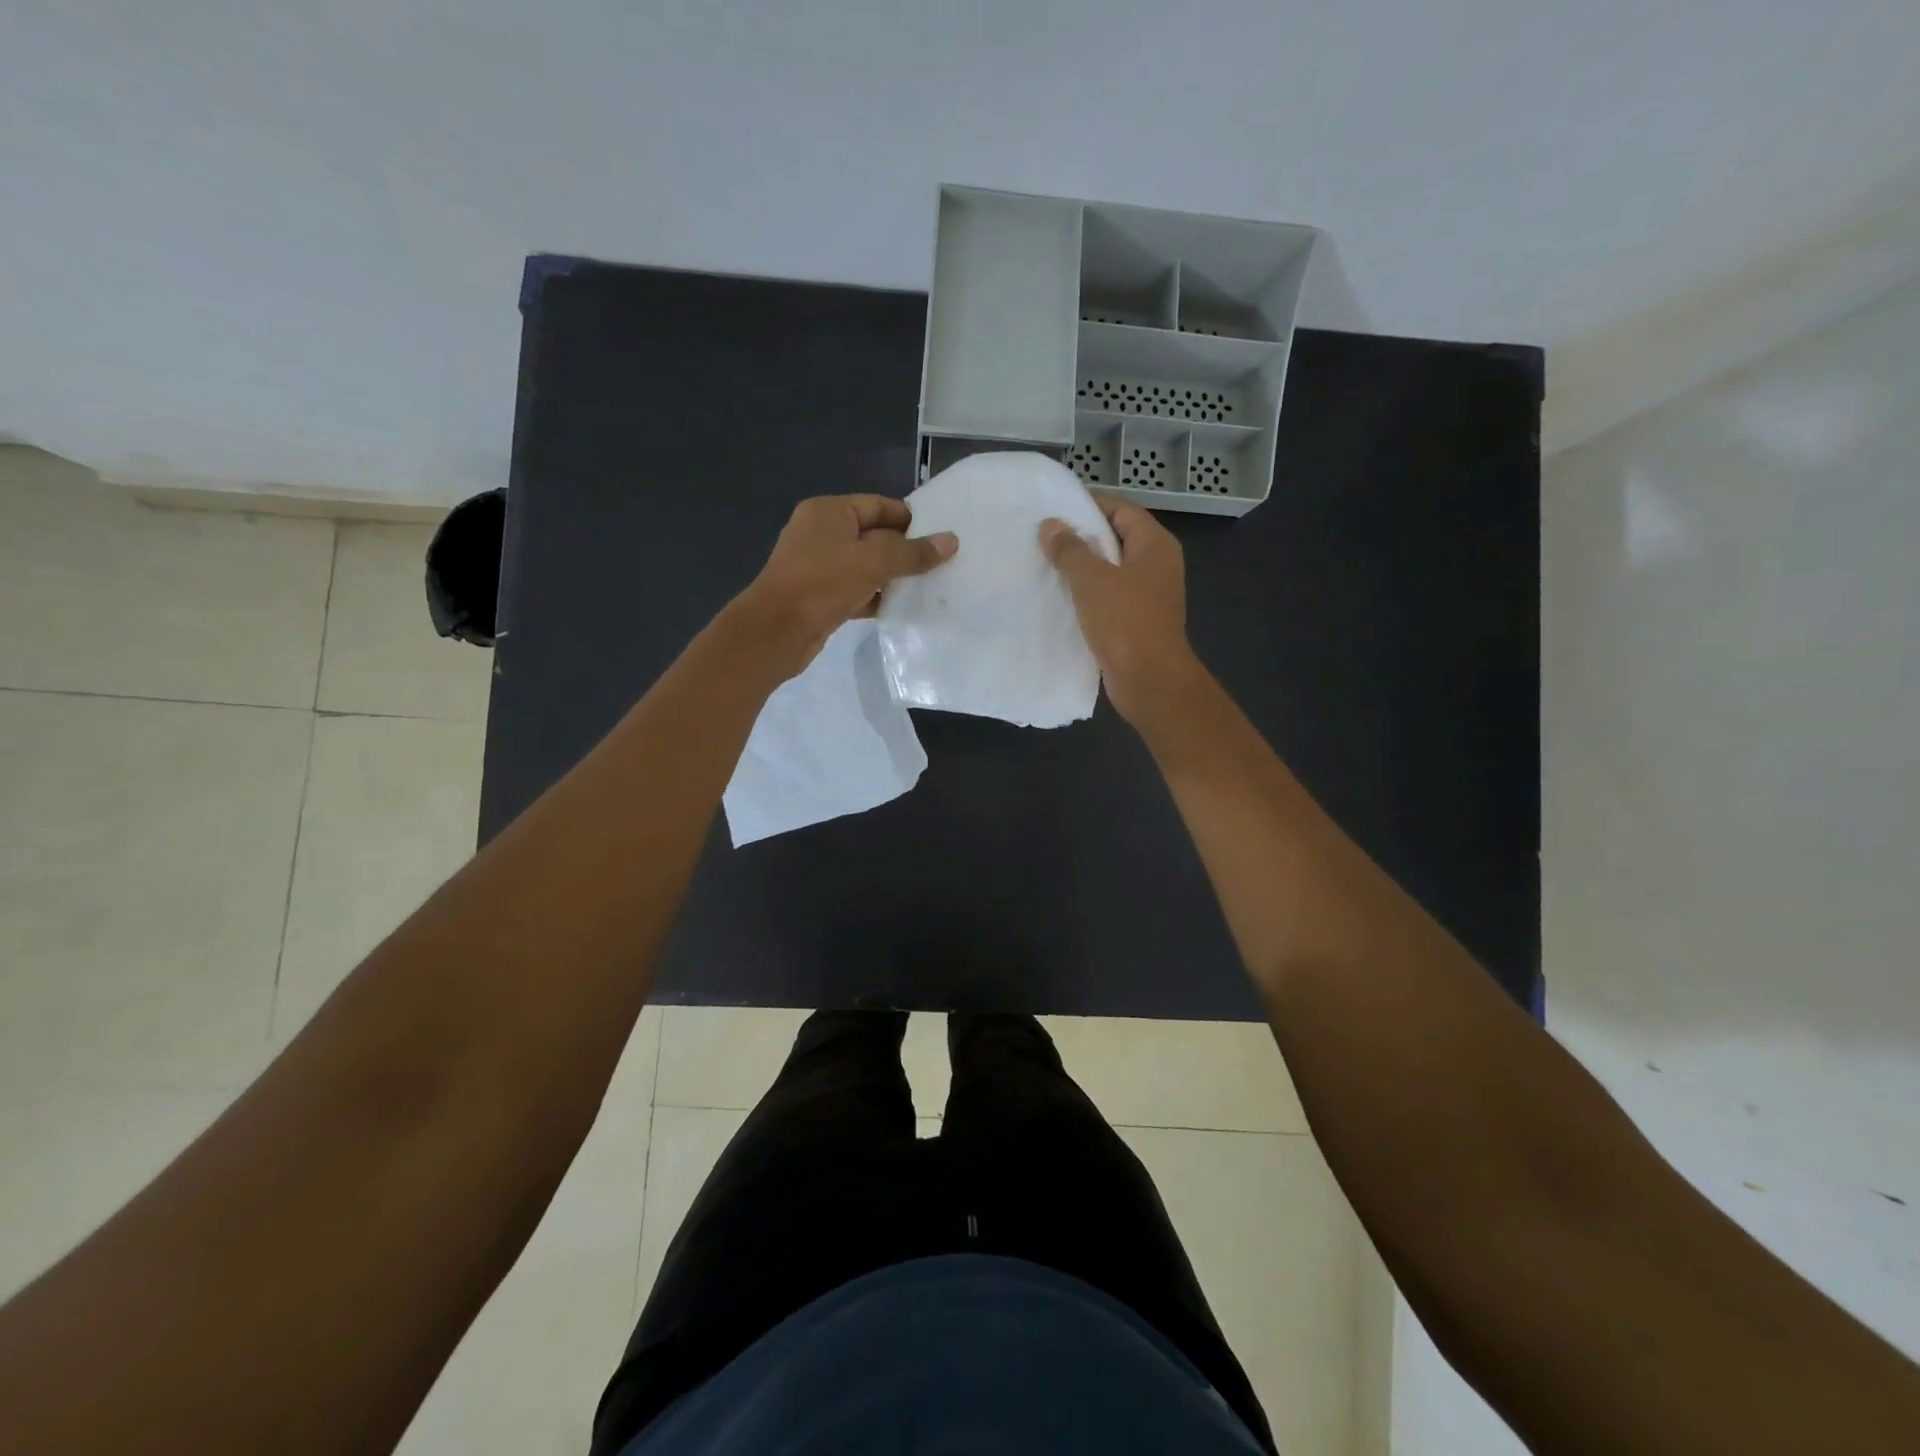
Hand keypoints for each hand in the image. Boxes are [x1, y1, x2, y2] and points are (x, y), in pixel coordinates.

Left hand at [736, 494, 956, 672]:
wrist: (776, 632)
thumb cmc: (822, 583)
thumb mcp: (873, 562)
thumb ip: (913, 553)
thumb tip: (952, 541)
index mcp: (829, 512)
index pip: (878, 506)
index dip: (910, 520)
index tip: (940, 536)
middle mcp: (822, 534)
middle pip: (874, 536)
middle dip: (904, 550)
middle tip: (941, 564)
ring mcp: (819, 567)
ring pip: (866, 566)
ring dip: (893, 576)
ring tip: (929, 586)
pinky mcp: (821, 597)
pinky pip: (857, 590)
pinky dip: (877, 597)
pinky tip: (902, 607)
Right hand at [1040, 500, 1198, 727]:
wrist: (1149, 680)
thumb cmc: (1125, 622)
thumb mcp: (1092, 579)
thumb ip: (1070, 549)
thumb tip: (1051, 525)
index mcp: (1155, 545)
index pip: (1122, 510)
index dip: (1090, 505)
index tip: (1055, 509)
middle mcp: (1156, 565)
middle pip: (1116, 539)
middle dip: (1081, 538)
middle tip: (1044, 537)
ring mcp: (1148, 595)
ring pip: (1111, 571)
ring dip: (1082, 569)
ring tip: (1045, 565)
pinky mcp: (1137, 621)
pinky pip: (1109, 598)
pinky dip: (1087, 595)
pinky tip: (1060, 598)